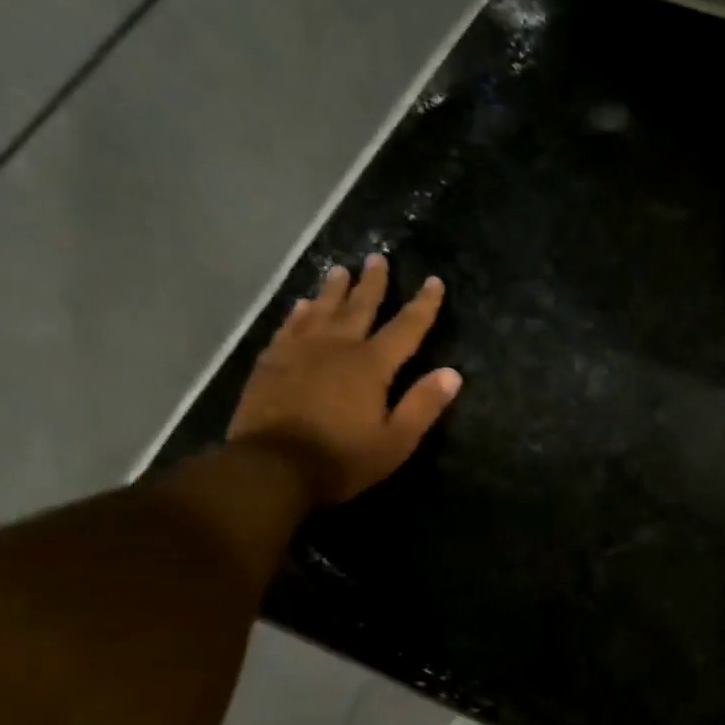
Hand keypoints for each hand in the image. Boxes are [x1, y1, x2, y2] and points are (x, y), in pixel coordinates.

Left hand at [227, 255, 461, 503]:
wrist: (272, 466)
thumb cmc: (342, 458)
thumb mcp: (395, 440)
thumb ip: (423, 405)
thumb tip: (453, 373)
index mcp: (372, 366)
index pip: (406, 328)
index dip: (423, 305)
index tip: (434, 281)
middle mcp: (337, 347)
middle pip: (360, 307)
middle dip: (373, 283)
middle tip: (378, 257)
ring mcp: (300, 351)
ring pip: (322, 310)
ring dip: (334, 289)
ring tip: (341, 269)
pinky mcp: (272, 362)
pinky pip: (289, 326)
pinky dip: (299, 313)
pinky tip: (302, 305)